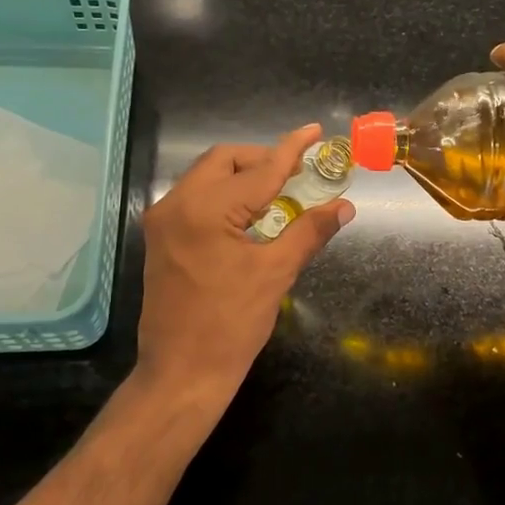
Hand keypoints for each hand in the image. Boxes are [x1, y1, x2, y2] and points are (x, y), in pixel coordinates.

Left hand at [135, 123, 353, 405]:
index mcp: (204, 210)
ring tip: (278, 193)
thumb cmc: (231, 325)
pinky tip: (250, 215)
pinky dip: (225, 195)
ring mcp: (163, 221)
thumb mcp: (275, 274)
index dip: (291, 149)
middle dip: (262, 160)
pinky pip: (196, 198)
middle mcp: (176, 205)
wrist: (181, 373)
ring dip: (242, 176)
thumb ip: (309, 232)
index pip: (259, 170)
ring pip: (206, 176)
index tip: (314, 131)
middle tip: (297, 173)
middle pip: (223, 161)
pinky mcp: (161, 238)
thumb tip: (343, 206)